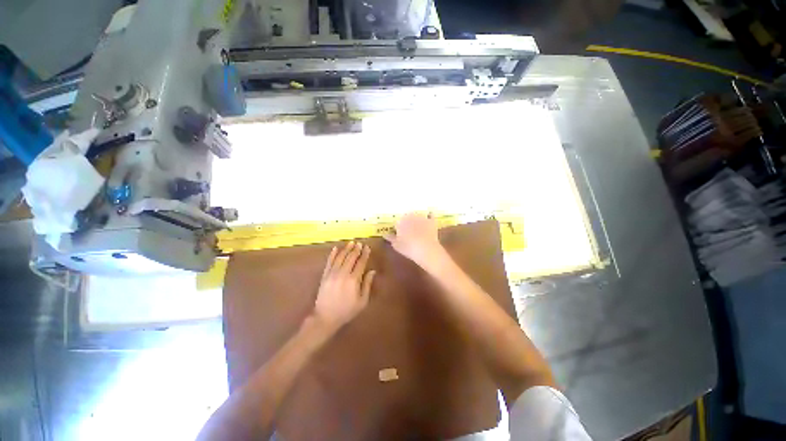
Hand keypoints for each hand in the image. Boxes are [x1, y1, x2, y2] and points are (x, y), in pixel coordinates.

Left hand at [313, 242, 375, 332]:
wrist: (325, 317)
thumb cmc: (346, 311)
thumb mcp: (362, 301)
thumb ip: (367, 285)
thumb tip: (372, 271)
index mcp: (353, 280)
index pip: (360, 263)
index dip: (364, 254)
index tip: (367, 247)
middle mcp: (343, 274)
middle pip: (350, 258)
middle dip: (356, 249)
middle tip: (360, 243)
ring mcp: (332, 274)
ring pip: (340, 257)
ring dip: (346, 249)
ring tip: (351, 243)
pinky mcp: (325, 276)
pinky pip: (329, 262)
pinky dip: (332, 254)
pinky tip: (335, 248)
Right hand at [384, 213, 445, 268]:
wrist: (426, 250)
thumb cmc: (409, 248)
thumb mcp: (396, 245)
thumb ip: (390, 238)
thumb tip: (385, 234)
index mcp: (400, 221)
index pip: (397, 221)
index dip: (398, 226)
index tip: (398, 231)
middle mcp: (410, 216)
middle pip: (407, 216)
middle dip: (407, 220)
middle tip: (407, 227)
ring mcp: (422, 217)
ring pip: (417, 214)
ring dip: (416, 217)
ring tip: (417, 223)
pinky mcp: (431, 221)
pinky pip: (430, 215)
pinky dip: (429, 215)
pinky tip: (429, 215)